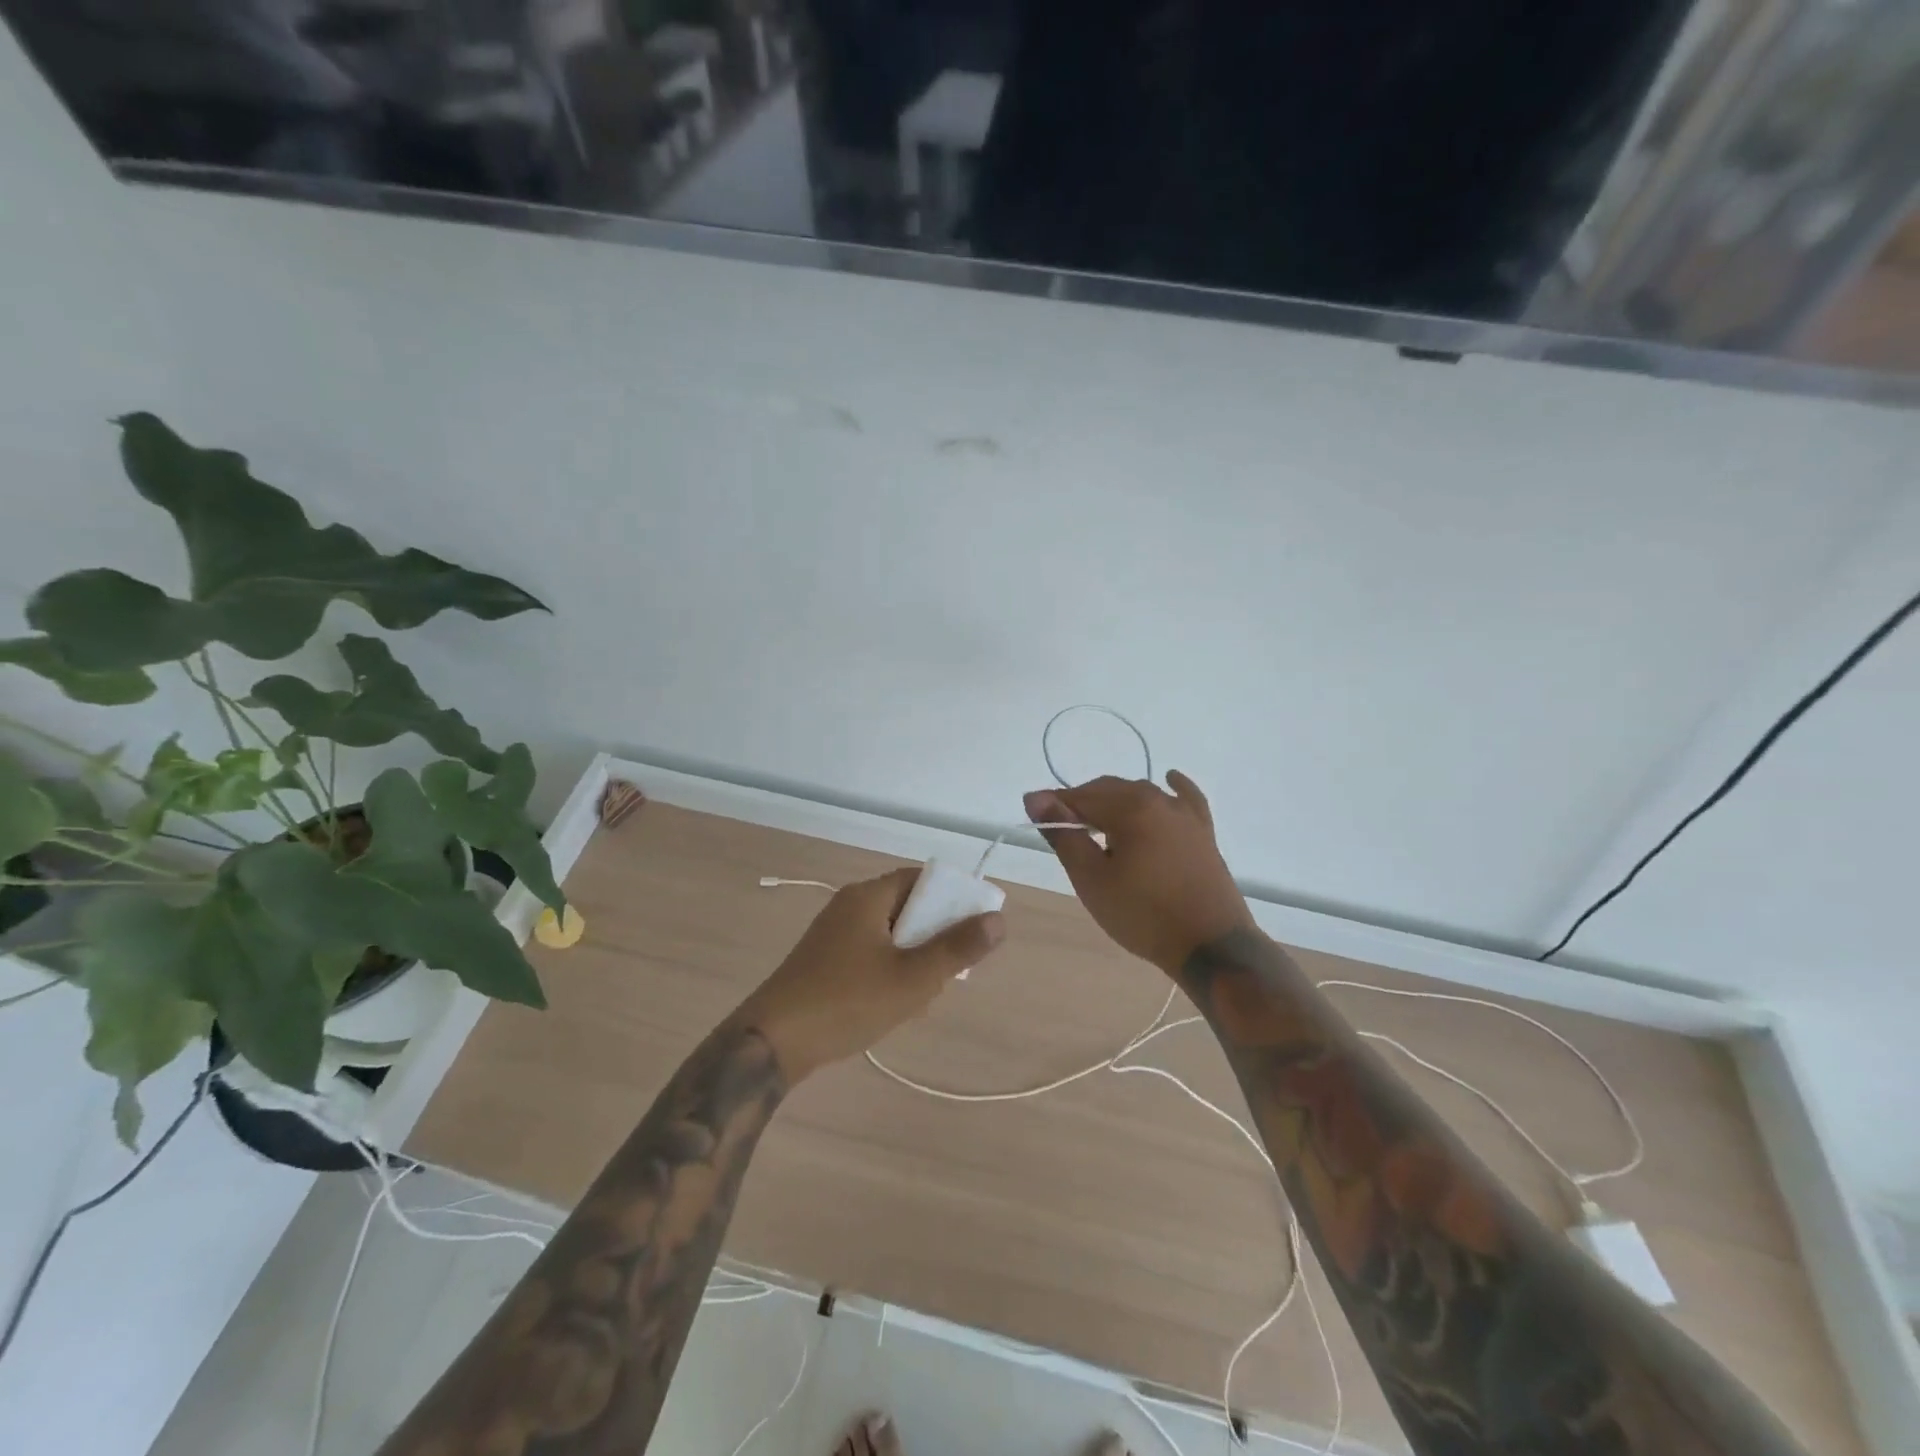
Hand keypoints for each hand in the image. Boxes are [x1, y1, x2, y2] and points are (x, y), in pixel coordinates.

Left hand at [735, 868, 1005, 1081]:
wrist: (771, 1042)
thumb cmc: (847, 1001)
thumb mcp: (913, 978)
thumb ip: (957, 948)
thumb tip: (997, 919)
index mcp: (869, 896)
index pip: (922, 879)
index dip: (953, 898)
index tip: (973, 931)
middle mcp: (850, 906)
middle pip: (908, 907)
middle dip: (933, 938)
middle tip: (947, 974)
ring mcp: (833, 934)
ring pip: (891, 936)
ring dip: (913, 961)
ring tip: (919, 998)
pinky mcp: (824, 961)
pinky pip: (870, 954)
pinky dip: (889, 972)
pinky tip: (892, 1007)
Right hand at [1024, 773, 1254, 974]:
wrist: (1210, 946)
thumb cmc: (1142, 914)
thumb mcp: (1092, 879)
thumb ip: (1064, 835)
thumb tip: (1035, 798)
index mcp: (1129, 808)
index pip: (1080, 796)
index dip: (1054, 805)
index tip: (1034, 816)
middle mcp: (1158, 800)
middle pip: (1109, 790)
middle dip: (1082, 803)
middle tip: (1063, 831)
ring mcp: (1185, 815)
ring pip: (1141, 793)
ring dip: (1115, 802)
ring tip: (1097, 825)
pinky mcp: (1203, 833)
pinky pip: (1185, 799)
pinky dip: (1173, 788)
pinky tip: (1169, 779)